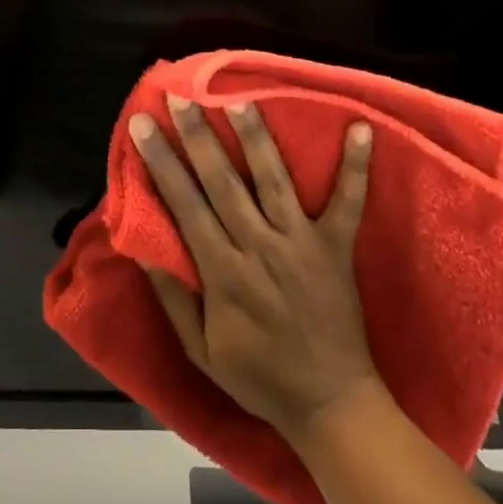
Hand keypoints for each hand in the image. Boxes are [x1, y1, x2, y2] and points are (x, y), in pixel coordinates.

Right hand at [130, 96, 380, 442]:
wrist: (331, 406)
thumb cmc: (260, 377)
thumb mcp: (201, 350)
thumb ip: (172, 297)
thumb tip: (141, 248)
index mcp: (223, 272)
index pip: (184, 204)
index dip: (161, 162)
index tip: (143, 125)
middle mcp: (259, 247)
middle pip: (222, 181)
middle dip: (197, 136)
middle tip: (179, 97)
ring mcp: (301, 243)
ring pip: (273, 179)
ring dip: (256, 137)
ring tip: (238, 98)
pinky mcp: (336, 247)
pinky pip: (348, 202)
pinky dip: (356, 167)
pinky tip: (361, 128)